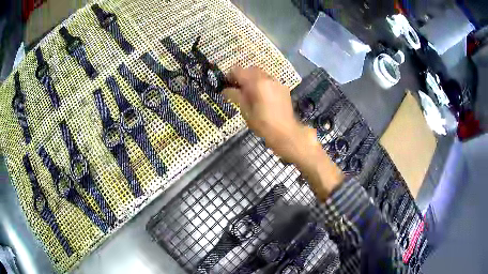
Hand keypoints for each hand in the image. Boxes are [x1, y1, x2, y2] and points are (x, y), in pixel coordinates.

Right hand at [223, 66, 343, 199]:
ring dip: (253, 79)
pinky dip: (262, 84)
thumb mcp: (246, 111)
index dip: (230, 76)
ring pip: (261, 74)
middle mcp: (267, 78)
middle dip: (242, 76)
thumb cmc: (263, 124)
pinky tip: (262, 97)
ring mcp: (277, 82)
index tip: (227, 85)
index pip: (238, 70)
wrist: (286, 133)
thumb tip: (225, 90)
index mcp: (256, 83)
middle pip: (250, 70)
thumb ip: (235, 96)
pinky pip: (269, 80)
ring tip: (249, 94)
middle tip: (237, 89)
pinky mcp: (283, 88)